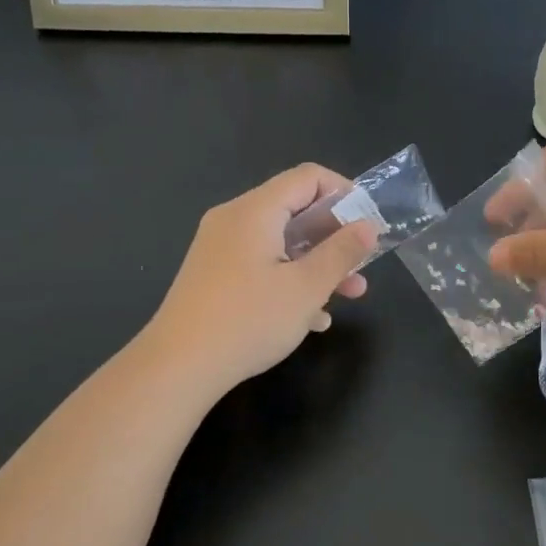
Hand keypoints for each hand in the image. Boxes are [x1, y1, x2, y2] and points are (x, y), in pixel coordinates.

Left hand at [142, 163, 376, 396]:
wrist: (177, 368)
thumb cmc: (248, 320)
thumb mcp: (307, 287)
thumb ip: (341, 253)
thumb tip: (368, 226)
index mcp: (255, 211)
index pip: (307, 177)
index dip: (344, 192)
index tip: (368, 222)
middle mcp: (234, 220)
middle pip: (294, 210)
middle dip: (334, 236)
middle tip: (362, 264)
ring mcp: (220, 249)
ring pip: (280, 242)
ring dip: (317, 263)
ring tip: (348, 295)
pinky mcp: (213, 276)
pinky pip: (260, 264)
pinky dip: (289, 279)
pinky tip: (311, 318)